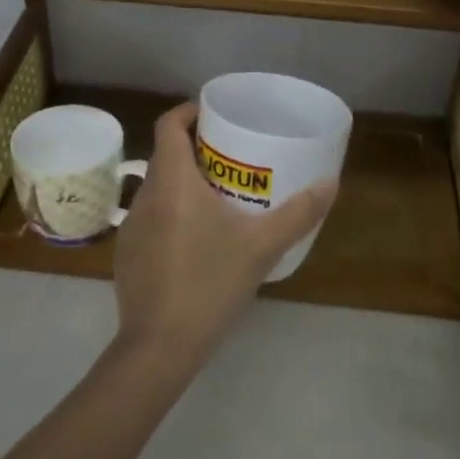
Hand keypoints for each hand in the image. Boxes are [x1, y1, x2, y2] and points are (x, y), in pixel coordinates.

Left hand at [113, 102, 337, 369]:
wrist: (159, 347)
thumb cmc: (210, 284)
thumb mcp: (261, 247)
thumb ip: (299, 213)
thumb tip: (332, 182)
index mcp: (172, 181)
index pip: (170, 124)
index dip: (190, 111)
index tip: (216, 116)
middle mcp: (145, 195)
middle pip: (166, 155)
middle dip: (197, 150)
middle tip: (232, 159)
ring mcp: (131, 226)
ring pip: (159, 188)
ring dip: (184, 183)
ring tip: (220, 197)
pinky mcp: (127, 254)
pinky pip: (152, 217)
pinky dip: (172, 213)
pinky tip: (197, 240)